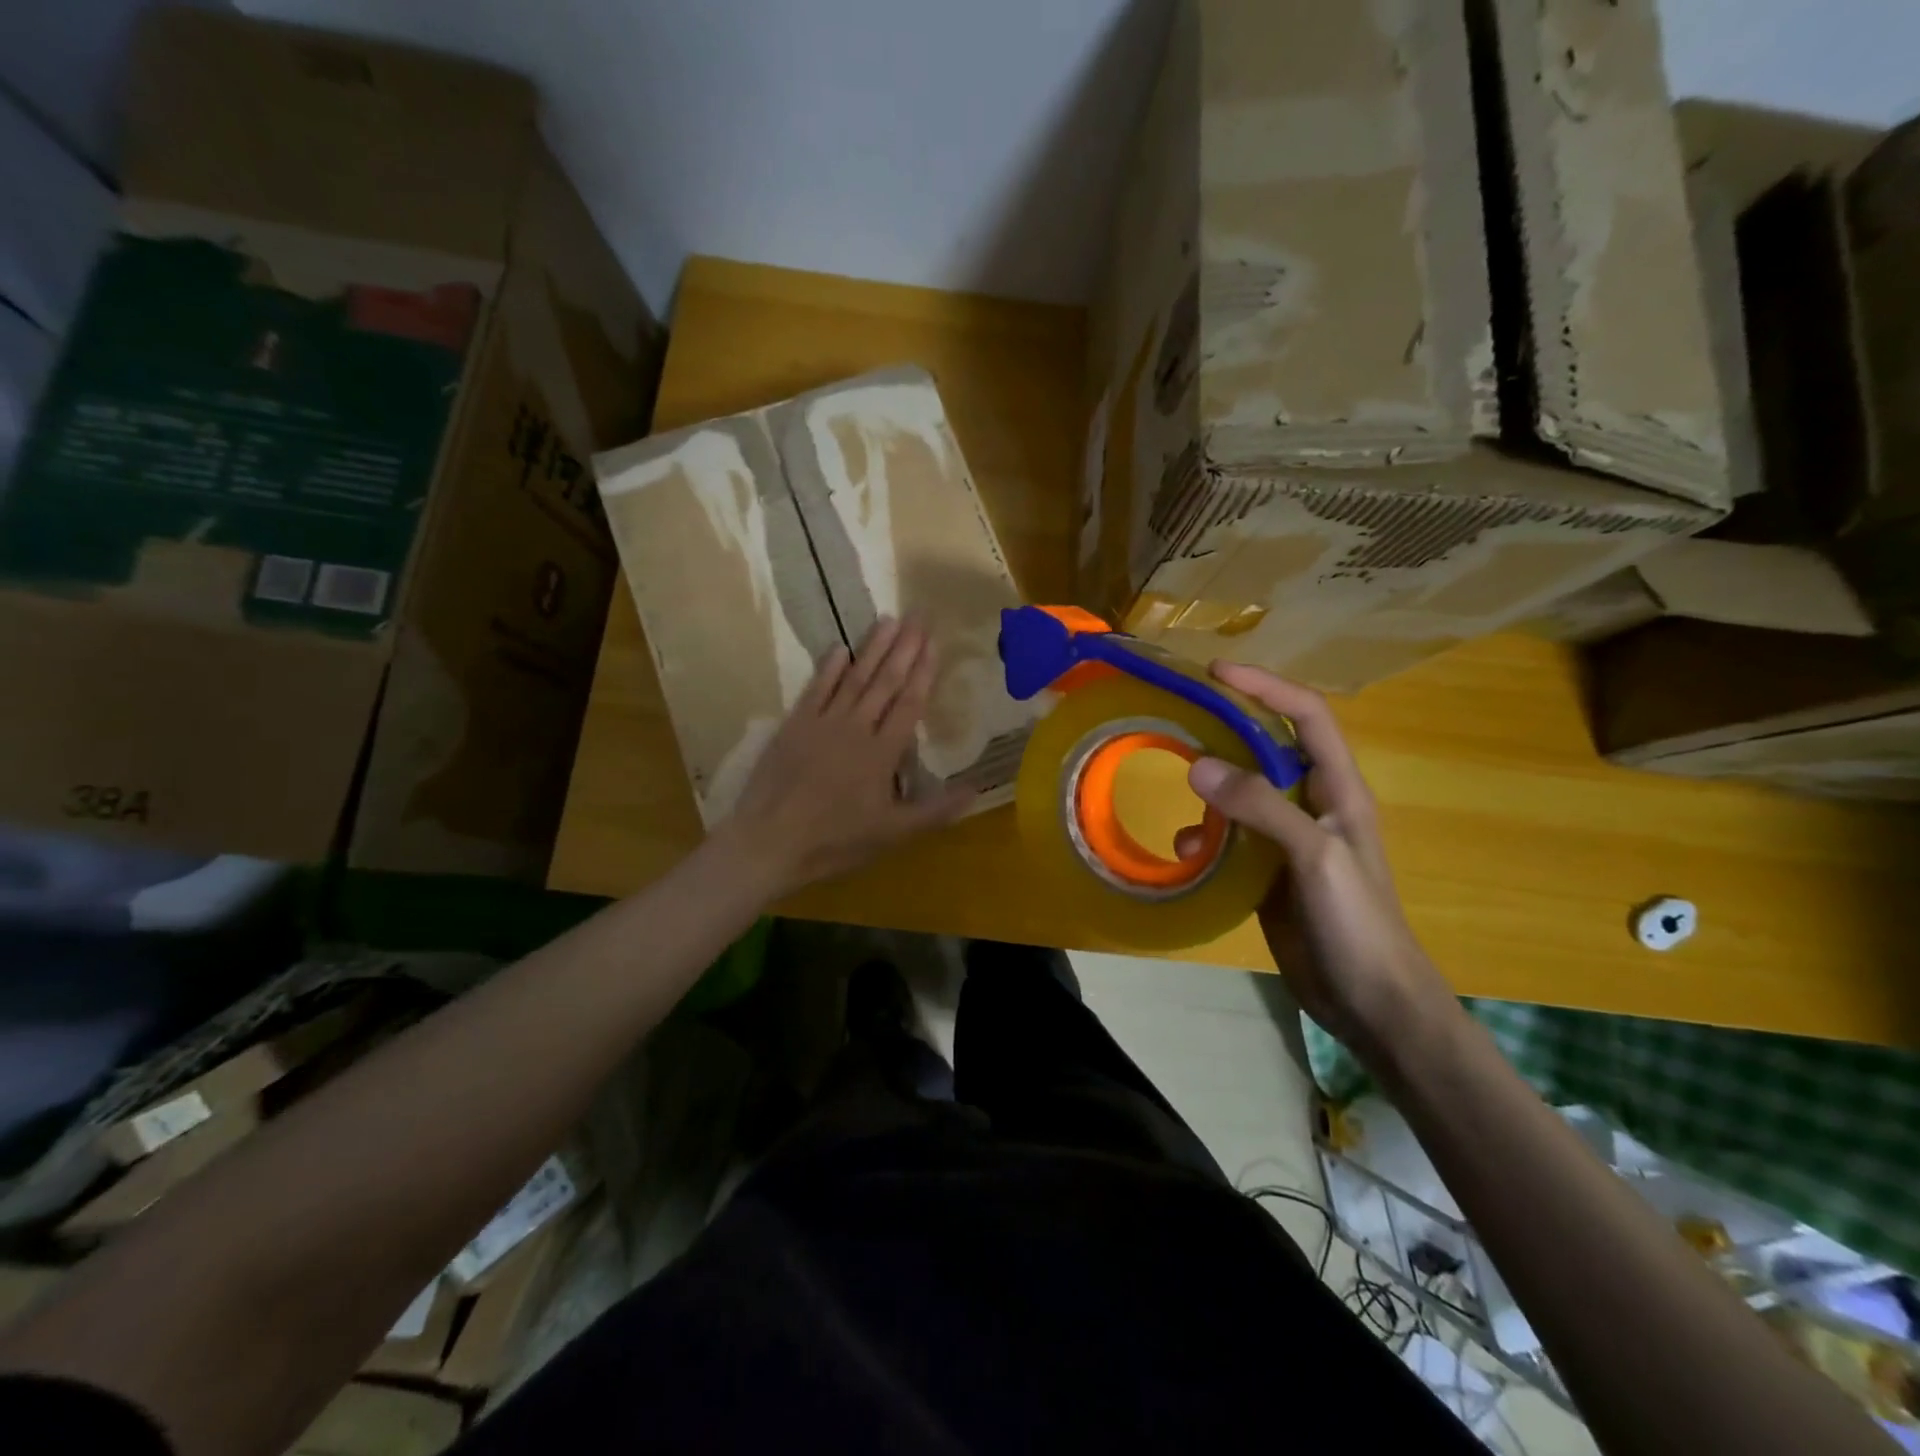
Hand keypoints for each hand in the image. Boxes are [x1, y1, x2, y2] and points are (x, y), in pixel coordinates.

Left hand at [715, 616, 974, 898]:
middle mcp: (856, 728)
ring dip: (873, 648)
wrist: (770, 841)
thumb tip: (976, 790)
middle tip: (919, 615)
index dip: (923, 672)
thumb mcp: (893, 834)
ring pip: (854, 678)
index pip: (909, 704)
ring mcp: (823, 723)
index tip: (934, 642)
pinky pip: (816, 689)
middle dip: (905, 648)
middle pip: (885, 682)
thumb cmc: (835, 840)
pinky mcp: (794, 726)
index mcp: (883, 753)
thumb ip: (936, 811)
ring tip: (889, 619)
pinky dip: (829, 668)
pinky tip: (841, 647)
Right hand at [1176, 663, 1457, 1065]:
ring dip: (1212, 786)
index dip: (1266, 686)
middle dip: (1229, 728)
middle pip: (1270, 747)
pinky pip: (1231, 836)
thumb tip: (1197, 763)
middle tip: (1180, 717)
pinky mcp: (1269, 871)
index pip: (1306, 715)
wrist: (1372, 1003)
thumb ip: (1261, 806)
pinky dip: (1205, 835)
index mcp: (1339, 789)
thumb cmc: (1358, 924)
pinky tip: (1185, 849)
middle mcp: (1314, 804)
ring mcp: (1290, 839)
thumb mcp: (1314, 856)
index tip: (1216, 672)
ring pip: (1244, 791)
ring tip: (1177, 784)